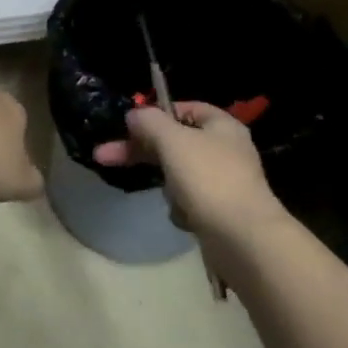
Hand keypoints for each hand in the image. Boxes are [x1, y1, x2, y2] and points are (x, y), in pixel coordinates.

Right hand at [94, 102, 284, 245]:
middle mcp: (226, 150)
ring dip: (166, 184)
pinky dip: (182, 208)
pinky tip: (185, 217)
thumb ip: (149, 121)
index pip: (185, 108)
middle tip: (104, 156)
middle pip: (174, 142)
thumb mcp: (171, 140)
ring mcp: (225, 182)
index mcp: (222, 126)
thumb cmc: (208, 179)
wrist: (244, 239)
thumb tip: (134, 114)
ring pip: (178, 173)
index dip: (156, 113)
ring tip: (171, 198)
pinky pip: (189, 201)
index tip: (128, 125)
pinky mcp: (221, 211)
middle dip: (140, 151)